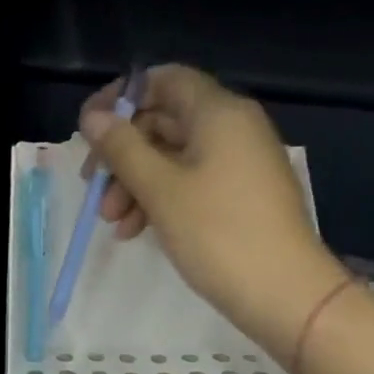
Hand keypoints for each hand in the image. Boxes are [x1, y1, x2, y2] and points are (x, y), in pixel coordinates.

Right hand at [81, 65, 345, 340]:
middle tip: (92, 185)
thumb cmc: (218, 233)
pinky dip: (160, 198)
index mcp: (219, 112)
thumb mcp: (160, 189)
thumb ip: (122, 148)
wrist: (285, 294)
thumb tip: (92, 117)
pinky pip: (191, 181)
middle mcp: (233, 127)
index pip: (164, 79)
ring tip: (111, 221)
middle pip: (164, 120)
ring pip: (173, 156)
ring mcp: (240, 162)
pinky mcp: (241, 195)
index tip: (89, 128)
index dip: (121, 97)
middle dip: (122, 153)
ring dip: (135, 182)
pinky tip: (135, 230)